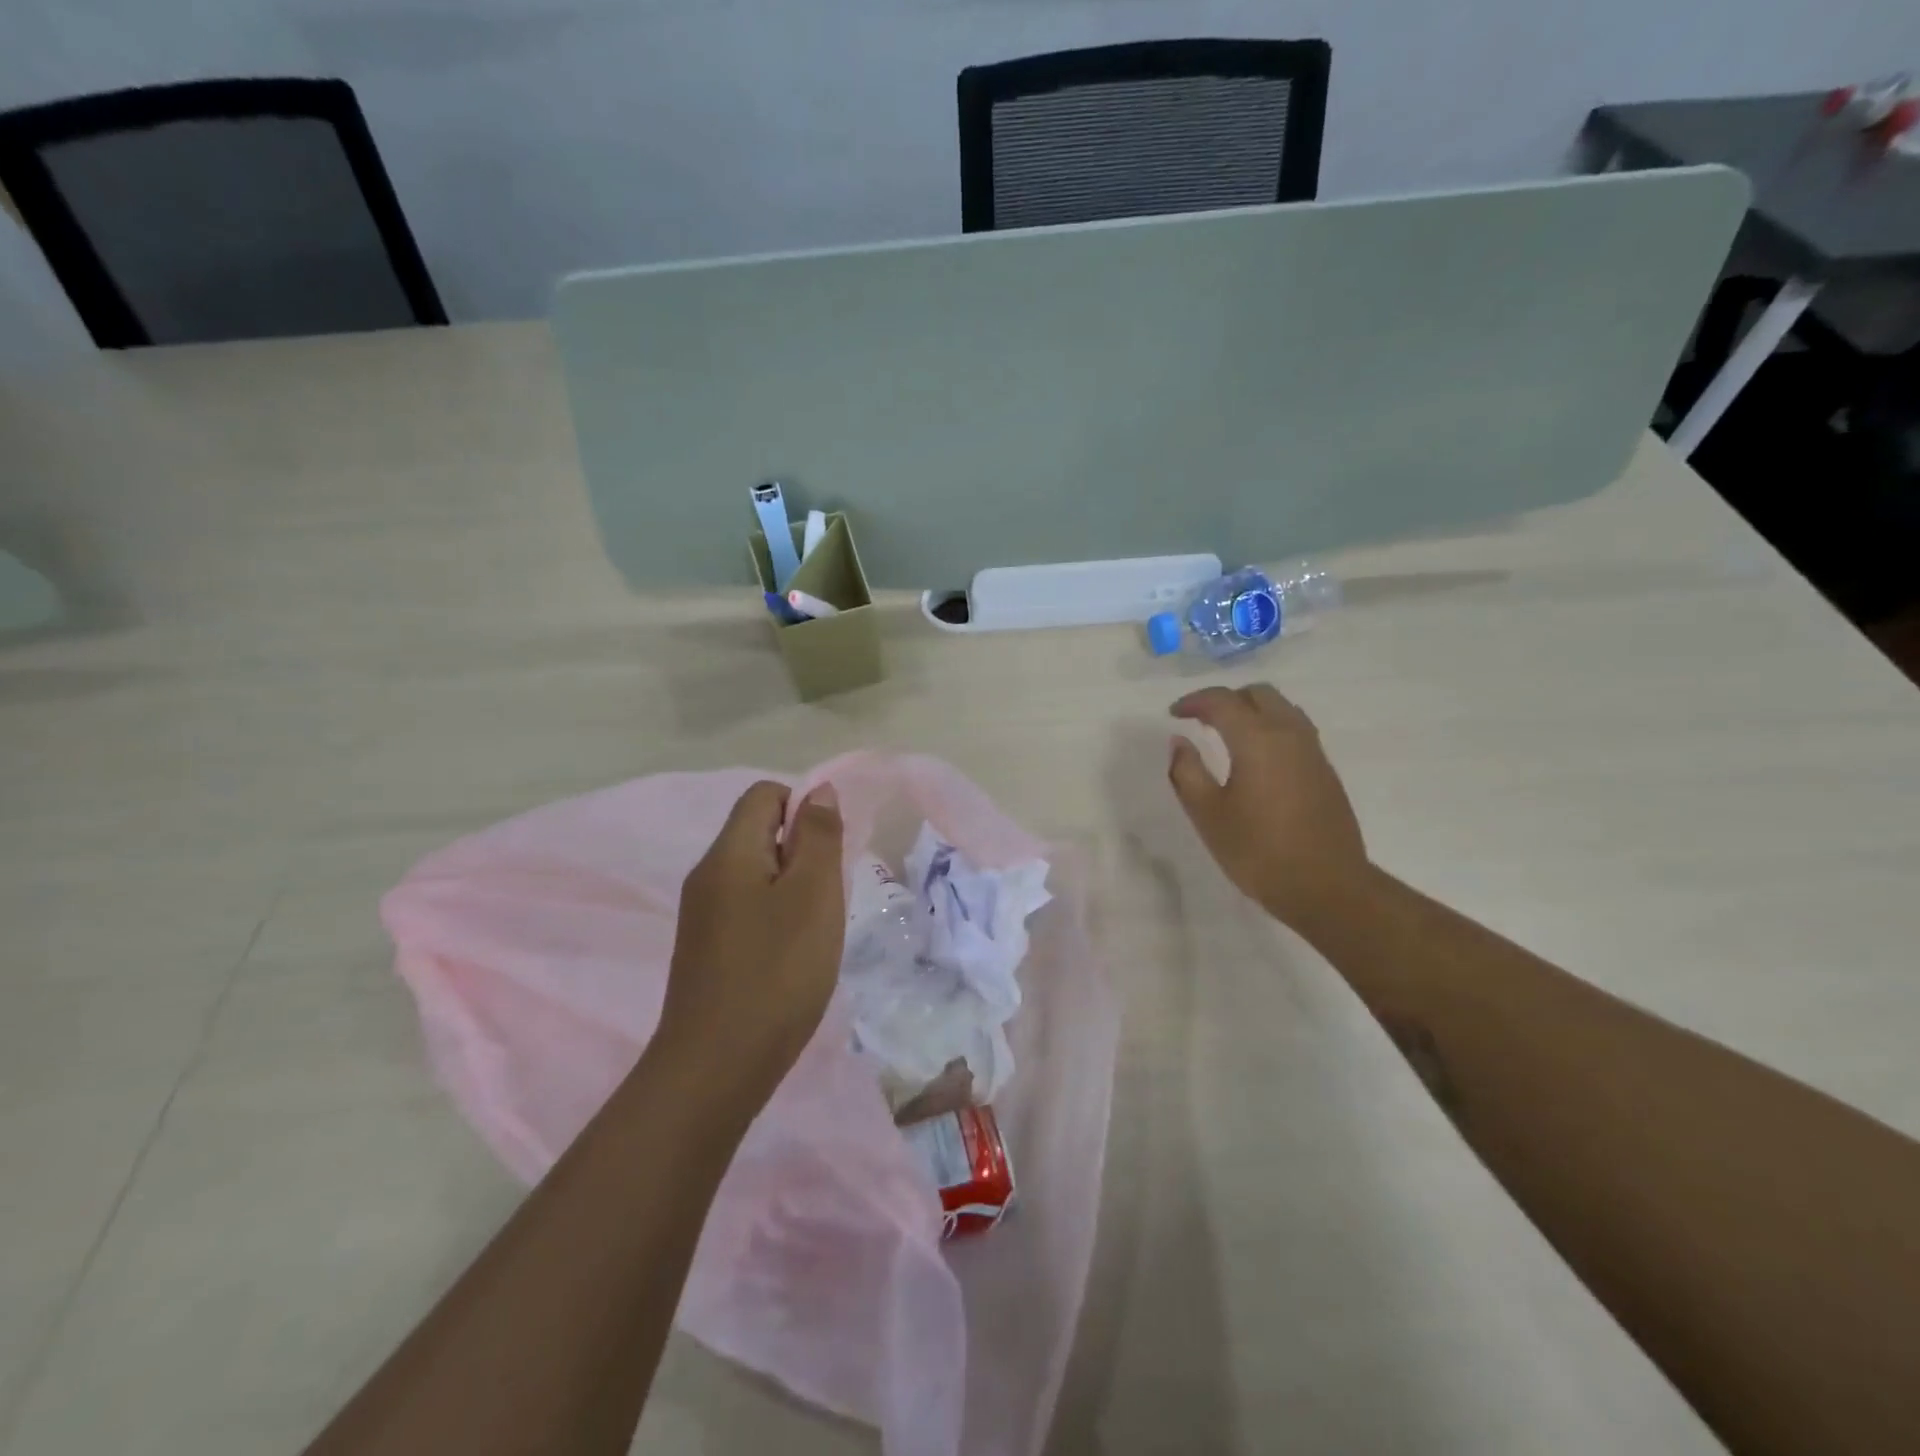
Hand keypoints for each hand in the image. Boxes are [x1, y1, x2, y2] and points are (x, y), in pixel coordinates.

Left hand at [657, 781, 845, 1109]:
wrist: (716, 1068)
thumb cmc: (776, 972)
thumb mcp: (813, 896)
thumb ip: (818, 837)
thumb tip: (819, 791)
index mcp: (728, 853)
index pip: (764, 795)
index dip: (804, 808)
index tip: (829, 853)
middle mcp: (708, 875)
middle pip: (760, 832)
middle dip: (803, 852)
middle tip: (827, 897)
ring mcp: (703, 915)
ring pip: (757, 873)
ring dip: (794, 888)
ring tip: (814, 930)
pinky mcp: (708, 949)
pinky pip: (748, 908)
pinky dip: (778, 917)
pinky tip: (793, 956)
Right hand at [1168, 684, 1369, 926]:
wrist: (1327, 887)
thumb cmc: (1258, 851)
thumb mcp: (1208, 815)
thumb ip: (1187, 772)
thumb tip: (1179, 742)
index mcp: (1257, 740)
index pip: (1222, 701)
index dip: (1194, 701)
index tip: (1173, 714)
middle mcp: (1289, 734)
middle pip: (1258, 694)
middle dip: (1226, 699)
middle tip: (1201, 720)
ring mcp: (1313, 751)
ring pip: (1282, 708)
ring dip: (1252, 710)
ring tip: (1227, 734)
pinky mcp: (1325, 770)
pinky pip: (1295, 729)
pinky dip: (1270, 728)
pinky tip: (1256, 757)